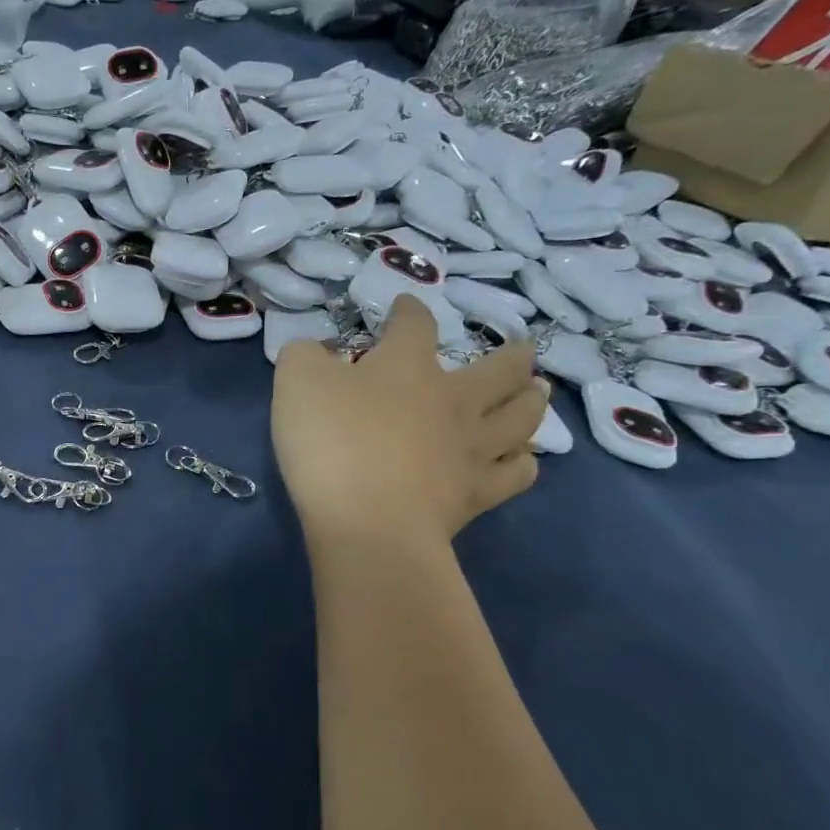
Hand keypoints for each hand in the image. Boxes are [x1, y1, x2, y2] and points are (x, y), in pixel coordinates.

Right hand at [271, 296, 546, 548]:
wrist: (367, 522)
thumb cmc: (331, 444)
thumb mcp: (295, 384)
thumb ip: (304, 356)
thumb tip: (314, 349)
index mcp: (407, 367)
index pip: (415, 325)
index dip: (409, 311)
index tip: (404, 307)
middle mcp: (454, 399)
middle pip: (502, 368)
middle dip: (512, 355)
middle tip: (519, 351)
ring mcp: (473, 447)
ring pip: (523, 415)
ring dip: (531, 401)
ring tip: (534, 394)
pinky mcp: (479, 493)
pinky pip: (518, 473)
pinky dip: (521, 462)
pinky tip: (517, 460)